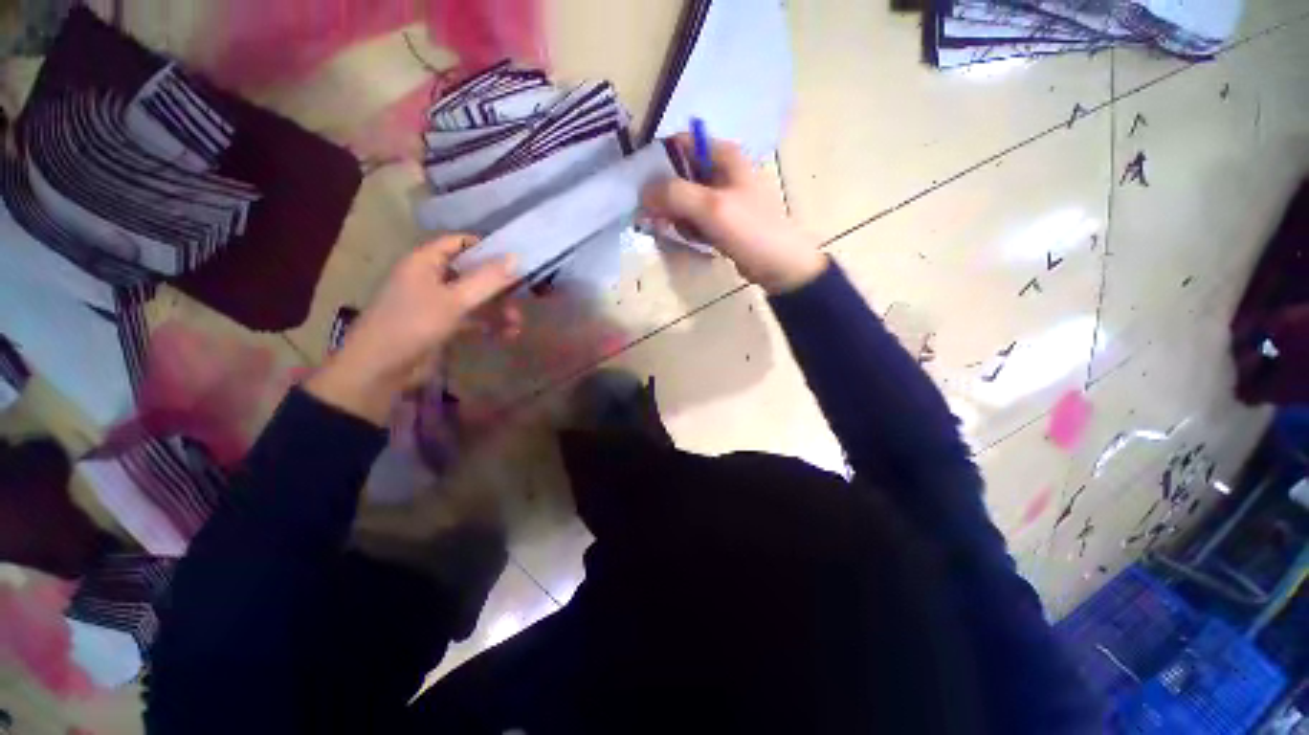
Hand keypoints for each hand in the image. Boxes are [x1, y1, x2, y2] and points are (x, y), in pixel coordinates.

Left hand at [305, 235, 518, 425]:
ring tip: (517, 325)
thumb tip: (518, 257)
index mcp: (426, 262)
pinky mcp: (442, 325)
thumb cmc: (414, 324)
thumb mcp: (454, 300)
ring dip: (498, 310)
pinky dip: (488, 325)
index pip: (459, 242)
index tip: (516, 257)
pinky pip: (471, 319)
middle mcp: (431, 278)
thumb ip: (487, 280)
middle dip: (499, 286)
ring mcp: (437, 303)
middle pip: (472, 273)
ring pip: (475, 298)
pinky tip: (506, 335)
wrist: (380, 368)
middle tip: (524, 296)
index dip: (487, 247)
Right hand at [641, 134, 826, 293]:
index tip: (644, 186)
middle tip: (661, 217)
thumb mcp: (710, 207)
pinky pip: (695, 218)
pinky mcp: (721, 219)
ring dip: (678, 216)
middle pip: (679, 174)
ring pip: (685, 199)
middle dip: (667, 197)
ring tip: (687, 231)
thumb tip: (643, 192)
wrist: (779, 265)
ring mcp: (722, 196)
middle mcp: (722, 170)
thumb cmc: (750, 230)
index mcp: (724, 155)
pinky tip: (697, 239)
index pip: (680, 143)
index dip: (658, 160)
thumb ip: (674, 194)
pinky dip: (690, 228)